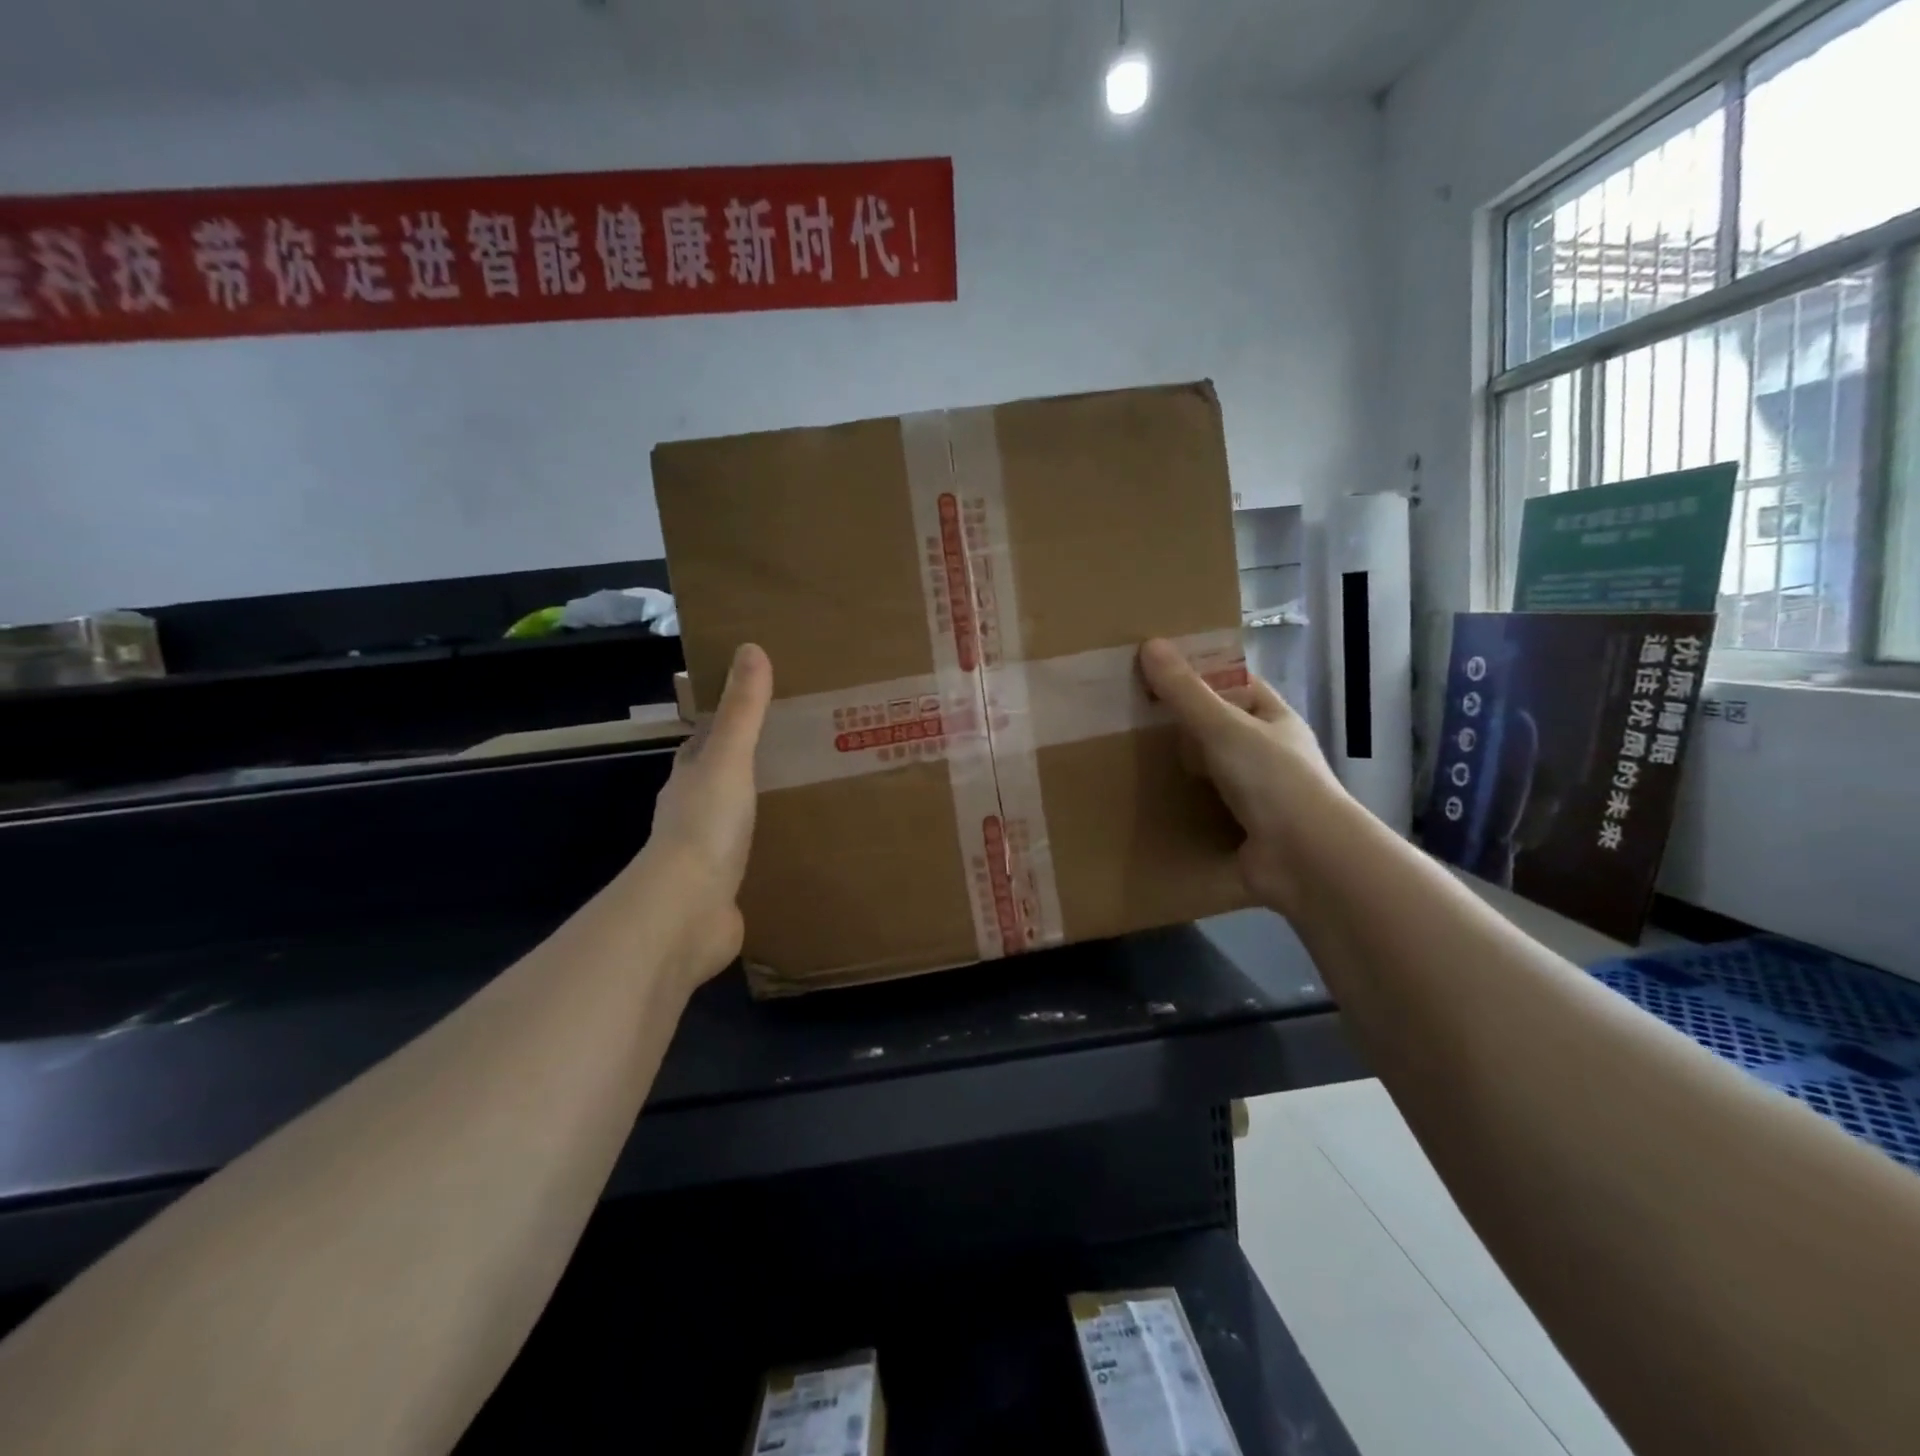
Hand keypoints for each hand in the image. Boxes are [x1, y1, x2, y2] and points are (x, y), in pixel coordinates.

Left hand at [639, 643, 772, 978]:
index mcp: (689, 779)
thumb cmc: (706, 826)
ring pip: (735, 821)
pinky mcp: (723, 889)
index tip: (758, 709)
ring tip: (806, 795)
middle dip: (748, 767)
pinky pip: (749, 861)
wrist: (687, 911)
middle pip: (719, 780)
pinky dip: (768, 851)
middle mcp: (692, 813)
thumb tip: (750, 649)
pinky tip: (798, 850)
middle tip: (797, 751)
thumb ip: (743, 711)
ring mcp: (706, 855)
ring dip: (759, 809)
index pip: (702, 743)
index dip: (724, 725)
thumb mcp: (730, 759)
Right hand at [1138, 638, 1349, 918]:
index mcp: (1274, 720)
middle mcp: (1268, 754)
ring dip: (1179, 768)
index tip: (1157, 673)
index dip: (1201, 676)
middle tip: (1132, 717)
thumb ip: (1185, 691)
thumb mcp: (1223, 727)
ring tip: (1130, 757)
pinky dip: (1181, 805)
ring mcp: (1257, 795)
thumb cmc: (1272, 780)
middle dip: (1182, 725)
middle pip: (1219, 728)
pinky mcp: (1242, 830)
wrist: (1304, 859)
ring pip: (1210, 770)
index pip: (1236, 686)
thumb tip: (1151, 644)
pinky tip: (1148, 801)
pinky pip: (1204, 809)